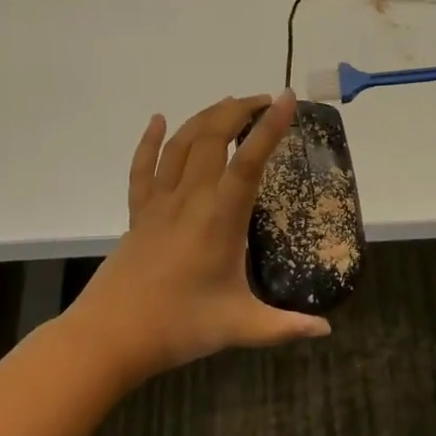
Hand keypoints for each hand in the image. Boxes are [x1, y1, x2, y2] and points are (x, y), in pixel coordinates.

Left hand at [72, 92, 332, 380]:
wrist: (110, 336)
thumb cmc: (179, 327)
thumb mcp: (241, 327)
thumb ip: (285, 326)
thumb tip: (325, 330)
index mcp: (220, 218)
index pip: (249, 162)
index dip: (270, 128)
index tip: (287, 99)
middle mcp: (190, 198)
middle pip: (212, 137)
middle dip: (239, 110)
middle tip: (264, 103)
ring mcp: (160, 202)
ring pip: (181, 143)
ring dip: (205, 117)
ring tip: (229, 105)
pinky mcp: (138, 212)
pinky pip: (143, 166)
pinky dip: (150, 139)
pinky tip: (158, 120)